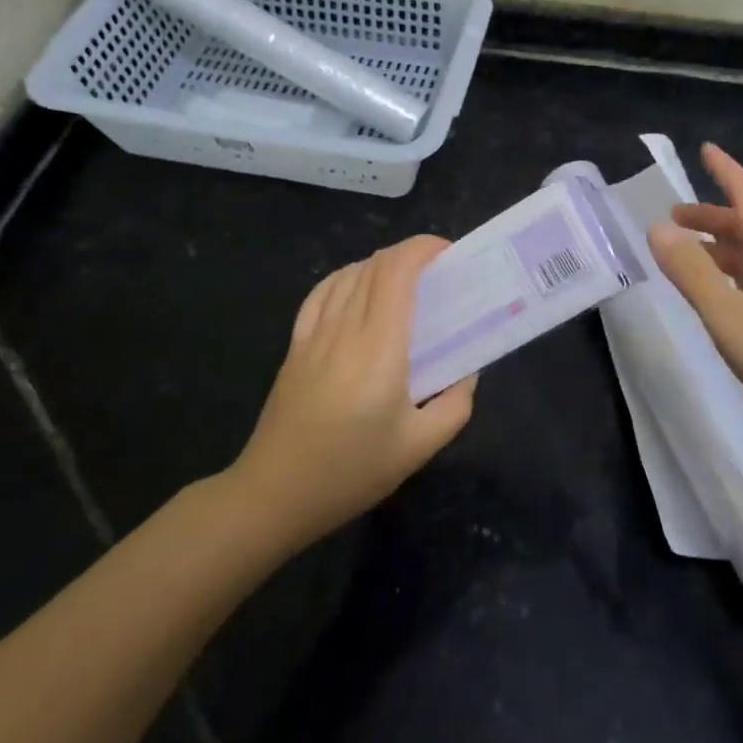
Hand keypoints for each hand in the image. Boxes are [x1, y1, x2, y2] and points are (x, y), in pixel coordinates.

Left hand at [233, 235, 475, 546]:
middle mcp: (344, 328)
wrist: (275, 494)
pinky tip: (357, 288)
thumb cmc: (352, 471)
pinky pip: (321, 293)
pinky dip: (346, 278)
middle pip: (374, 266)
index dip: (422, 249)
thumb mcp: (419, 447)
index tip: (449, 254)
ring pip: (348, 275)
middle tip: (439, 273)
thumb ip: (455, 404)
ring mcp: (314, 334)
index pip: (396, 271)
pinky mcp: (295, 346)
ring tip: (406, 281)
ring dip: (380, 265)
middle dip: (409, 254)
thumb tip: (467, 372)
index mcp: (379, 347)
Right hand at [647, 143, 742, 458]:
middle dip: (712, 216)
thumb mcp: (732, 319)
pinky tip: (724, 302)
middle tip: (673, 218)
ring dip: (722, 249)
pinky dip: (734, 278)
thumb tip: (658, 227)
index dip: (727, 173)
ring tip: (688, 257)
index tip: (706, 149)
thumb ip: (693, 274)